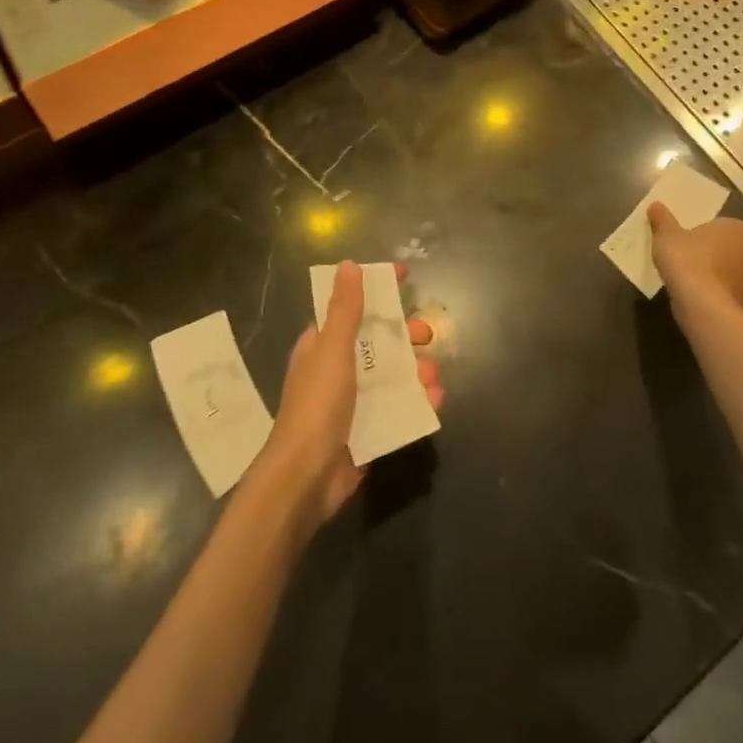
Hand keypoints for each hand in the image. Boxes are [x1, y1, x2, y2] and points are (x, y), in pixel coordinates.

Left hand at [262, 261, 441, 528]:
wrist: (306, 478)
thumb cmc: (317, 404)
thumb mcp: (332, 349)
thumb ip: (344, 309)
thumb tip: (349, 265)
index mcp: (323, 345)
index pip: (352, 306)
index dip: (377, 289)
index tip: (405, 276)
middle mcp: (338, 368)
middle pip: (378, 341)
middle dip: (405, 335)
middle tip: (426, 336)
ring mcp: (354, 401)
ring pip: (393, 375)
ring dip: (417, 371)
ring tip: (433, 378)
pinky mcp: (369, 429)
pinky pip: (399, 407)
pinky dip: (418, 402)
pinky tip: (435, 401)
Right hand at [648, 203, 742, 323]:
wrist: (701, 304)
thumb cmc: (687, 260)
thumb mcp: (667, 236)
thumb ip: (663, 221)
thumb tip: (656, 206)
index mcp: (737, 232)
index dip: (734, 233)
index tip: (717, 236)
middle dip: (738, 256)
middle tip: (715, 257)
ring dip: (733, 278)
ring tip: (709, 280)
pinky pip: (737, 298)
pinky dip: (726, 298)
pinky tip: (708, 300)